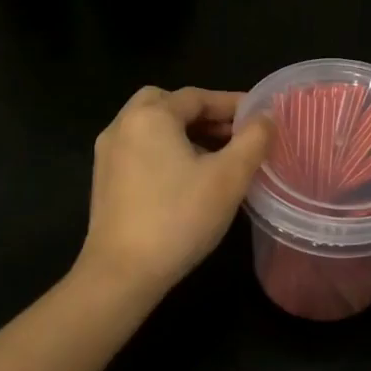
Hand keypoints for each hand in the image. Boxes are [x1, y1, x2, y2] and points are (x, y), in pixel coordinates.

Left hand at [77, 86, 274, 300]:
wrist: (122, 273)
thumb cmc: (179, 218)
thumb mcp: (229, 177)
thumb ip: (253, 140)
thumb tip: (265, 117)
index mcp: (151, 116)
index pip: (197, 97)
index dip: (232, 104)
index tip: (261, 117)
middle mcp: (123, 125)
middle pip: (168, 104)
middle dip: (203, 114)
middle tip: (233, 132)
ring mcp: (109, 154)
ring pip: (152, 127)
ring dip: (185, 133)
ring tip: (218, 156)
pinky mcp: (105, 180)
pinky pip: (140, 149)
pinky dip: (166, 150)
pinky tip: (188, 178)